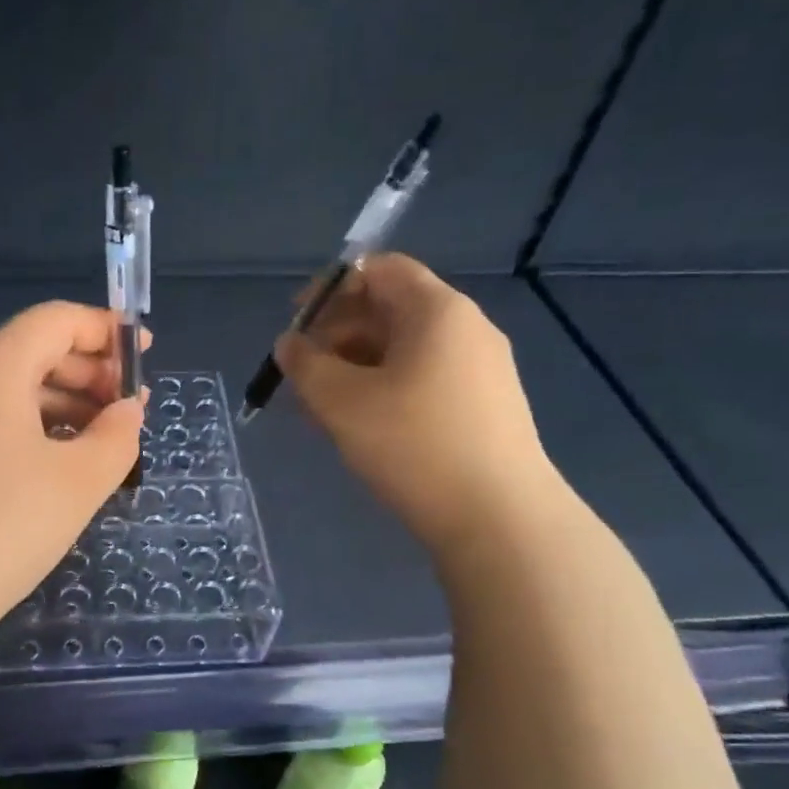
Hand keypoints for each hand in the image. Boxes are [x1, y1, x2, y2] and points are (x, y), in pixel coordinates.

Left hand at [0, 302, 146, 633]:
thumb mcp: (76, 483)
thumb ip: (116, 437)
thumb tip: (126, 411)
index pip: (56, 320)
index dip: (107, 330)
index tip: (144, 353)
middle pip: (32, 351)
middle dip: (88, 372)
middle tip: (129, 410)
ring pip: (8, 389)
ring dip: (61, 404)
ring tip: (102, 441)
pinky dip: (29, 429)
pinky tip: (55, 466)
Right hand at [274, 253, 563, 549]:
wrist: (498, 518)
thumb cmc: (413, 445)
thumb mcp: (341, 401)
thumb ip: (305, 364)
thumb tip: (290, 344)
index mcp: (437, 311)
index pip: (380, 269)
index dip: (331, 288)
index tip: (297, 324)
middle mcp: (466, 328)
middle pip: (390, 309)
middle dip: (337, 335)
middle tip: (303, 375)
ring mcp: (480, 368)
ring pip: (403, 350)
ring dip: (355, 367)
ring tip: (323, 409)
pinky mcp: (484, 405)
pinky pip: (423, 378)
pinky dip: (384, 389)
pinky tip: (362, 427)